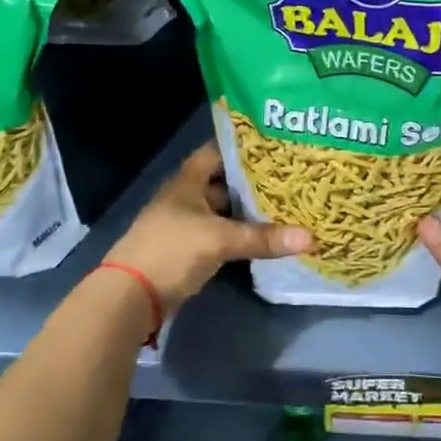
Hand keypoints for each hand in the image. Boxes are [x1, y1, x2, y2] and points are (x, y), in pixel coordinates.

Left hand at [105, 141, 310, 308]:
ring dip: (246, 208)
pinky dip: (238, 232)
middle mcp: (186, 197)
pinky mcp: (187, 250)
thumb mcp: (220, 240)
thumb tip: (311, 238)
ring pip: (222, 209)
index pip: (217, 151)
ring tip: (283, 202)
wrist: (129, 297)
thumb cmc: (172, 250)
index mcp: (188, 181)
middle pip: (223, 181)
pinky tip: (262, 234)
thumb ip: (263, 237)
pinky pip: (219, 233)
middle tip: (288, 174)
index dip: (243, 146)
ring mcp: (185, 224)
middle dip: (252, 179)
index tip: (275, 144)